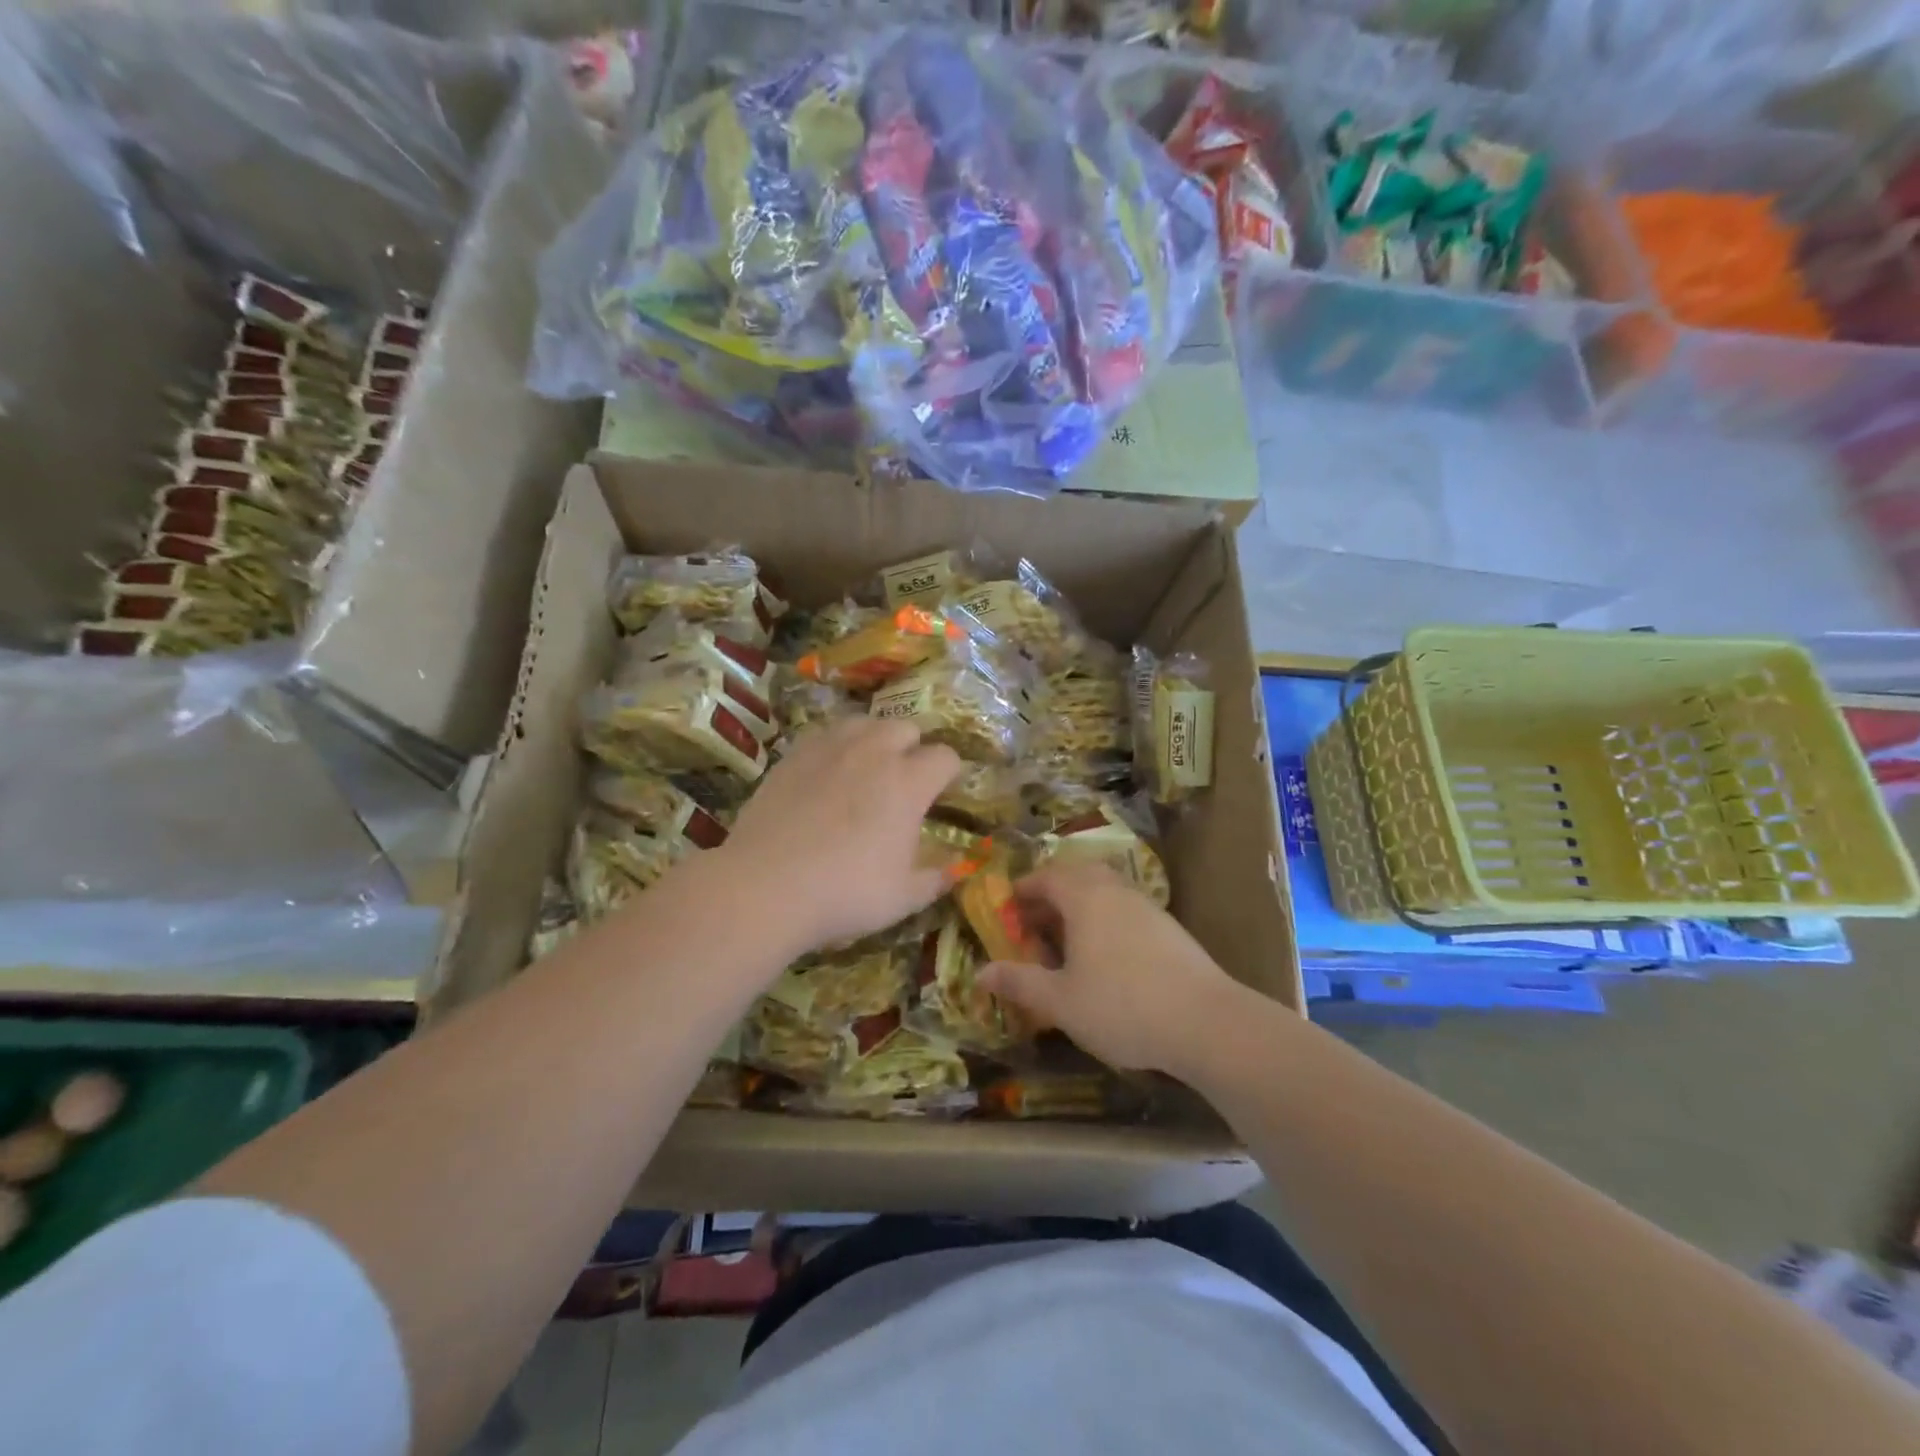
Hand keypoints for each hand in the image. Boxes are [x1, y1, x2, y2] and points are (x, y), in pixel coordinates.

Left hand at [719, 717, 961, 953]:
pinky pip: (825, 734)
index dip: (949, 773)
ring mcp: (830, 748)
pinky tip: (827, 773)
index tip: (942, 794)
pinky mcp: (794, 754)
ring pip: (864, 722)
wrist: (765, 886)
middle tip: (904, 781)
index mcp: (908, 782)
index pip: (945, 757)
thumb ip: (935, 878)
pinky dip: (836, 746)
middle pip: (906, 727)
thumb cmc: (845, 892)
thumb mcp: (903, 898)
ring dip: (875, 738)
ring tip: (867, 768)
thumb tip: (955, 870)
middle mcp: (873, 752)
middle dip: (913, 748)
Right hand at [980, 863, 1249, 1075]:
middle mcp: (1115, 890)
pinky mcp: (1169, 928)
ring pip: (1105, 891)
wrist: (1206, 1022)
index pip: (1046, 877)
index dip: (1023, 889)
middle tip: (1036, 923)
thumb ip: (1020, 983)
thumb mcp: (1060, 1001)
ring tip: (1067, 943)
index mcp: (1085, 897)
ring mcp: (1147, 906)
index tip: (1008, 910)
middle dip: (1052, 893)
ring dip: (1081, 907)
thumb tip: (981, 972)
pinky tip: (1106, 958)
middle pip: (1078, 876)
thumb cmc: (1122, 1006)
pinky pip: (1126, 910)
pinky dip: (1106, 921)